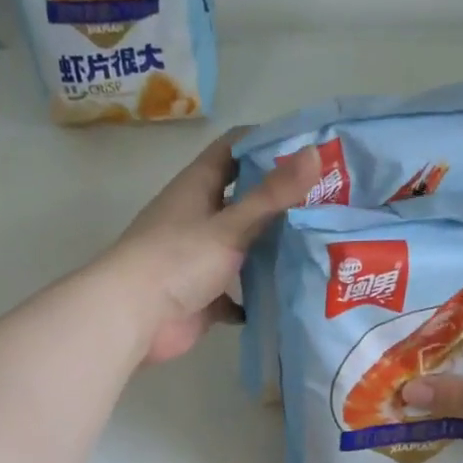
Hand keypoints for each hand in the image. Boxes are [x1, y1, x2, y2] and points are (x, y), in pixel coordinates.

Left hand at [100, 130, 320, 364]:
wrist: (133, 318)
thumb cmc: (178, 260)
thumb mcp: (230, 224)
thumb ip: (273, 195)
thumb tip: (316, 152)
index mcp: (198, 187)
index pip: (235, 149)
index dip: (268, 143)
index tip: (310, 149)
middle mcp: (198, 218)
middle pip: (243, 201)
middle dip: (280, 202)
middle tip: (328, 202)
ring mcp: (199, 260)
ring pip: (242, 249)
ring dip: (271, 250)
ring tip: (318, 248)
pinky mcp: (202, 297)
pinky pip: (236, 294)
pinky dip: (256, 297)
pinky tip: (287, 298)